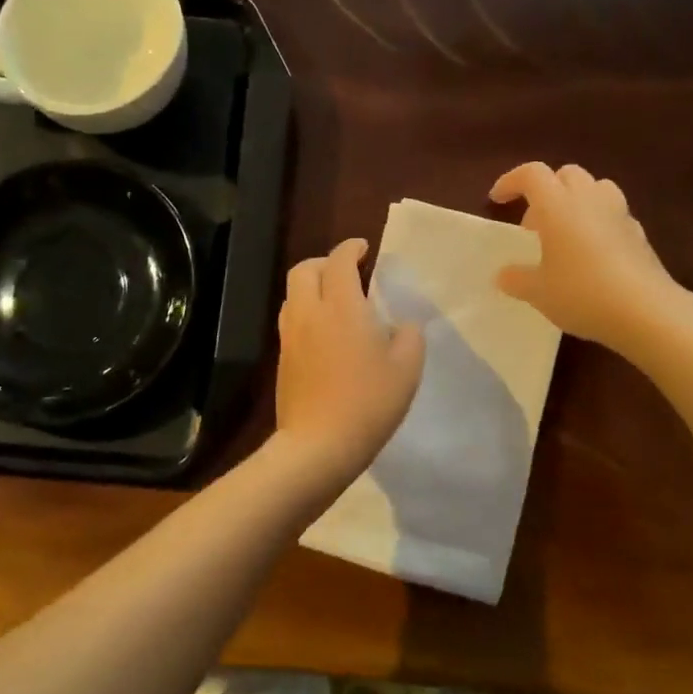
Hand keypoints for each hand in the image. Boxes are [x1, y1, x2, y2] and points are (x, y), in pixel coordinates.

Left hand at [274, 238, 424, 481]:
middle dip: (324, 262)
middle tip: (348, 273)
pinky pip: (291, 320)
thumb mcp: (407, 368)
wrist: (318, 444)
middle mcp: (309, 312)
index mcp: (341, 306)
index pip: (339, 261)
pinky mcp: (283, 360)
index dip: (351, 248)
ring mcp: (291, 336)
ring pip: (293, 294)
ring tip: (335, 302)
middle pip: (304, 269)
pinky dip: (306, 312)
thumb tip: (401, 325)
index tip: (364, 249)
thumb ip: (409, 336)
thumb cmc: (368, 402)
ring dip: (312, 287)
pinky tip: (325, 334)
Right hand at [489, 162, 682, 350]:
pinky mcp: (639, 234)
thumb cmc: (581, 293)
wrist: (645, 311)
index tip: (497, 200)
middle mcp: (589, 199)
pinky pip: (613, 214)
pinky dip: (598, 223)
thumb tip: (504, 275)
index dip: (511, 181)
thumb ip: (517, 279)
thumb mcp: (538, 292)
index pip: (532, 174)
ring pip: (595, 188)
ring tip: (565, 233)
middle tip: (534, 225)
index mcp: (557, 205)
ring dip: (576, 200)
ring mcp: (619, 214)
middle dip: (547, 190)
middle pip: (566, 174)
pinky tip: (592, 253)